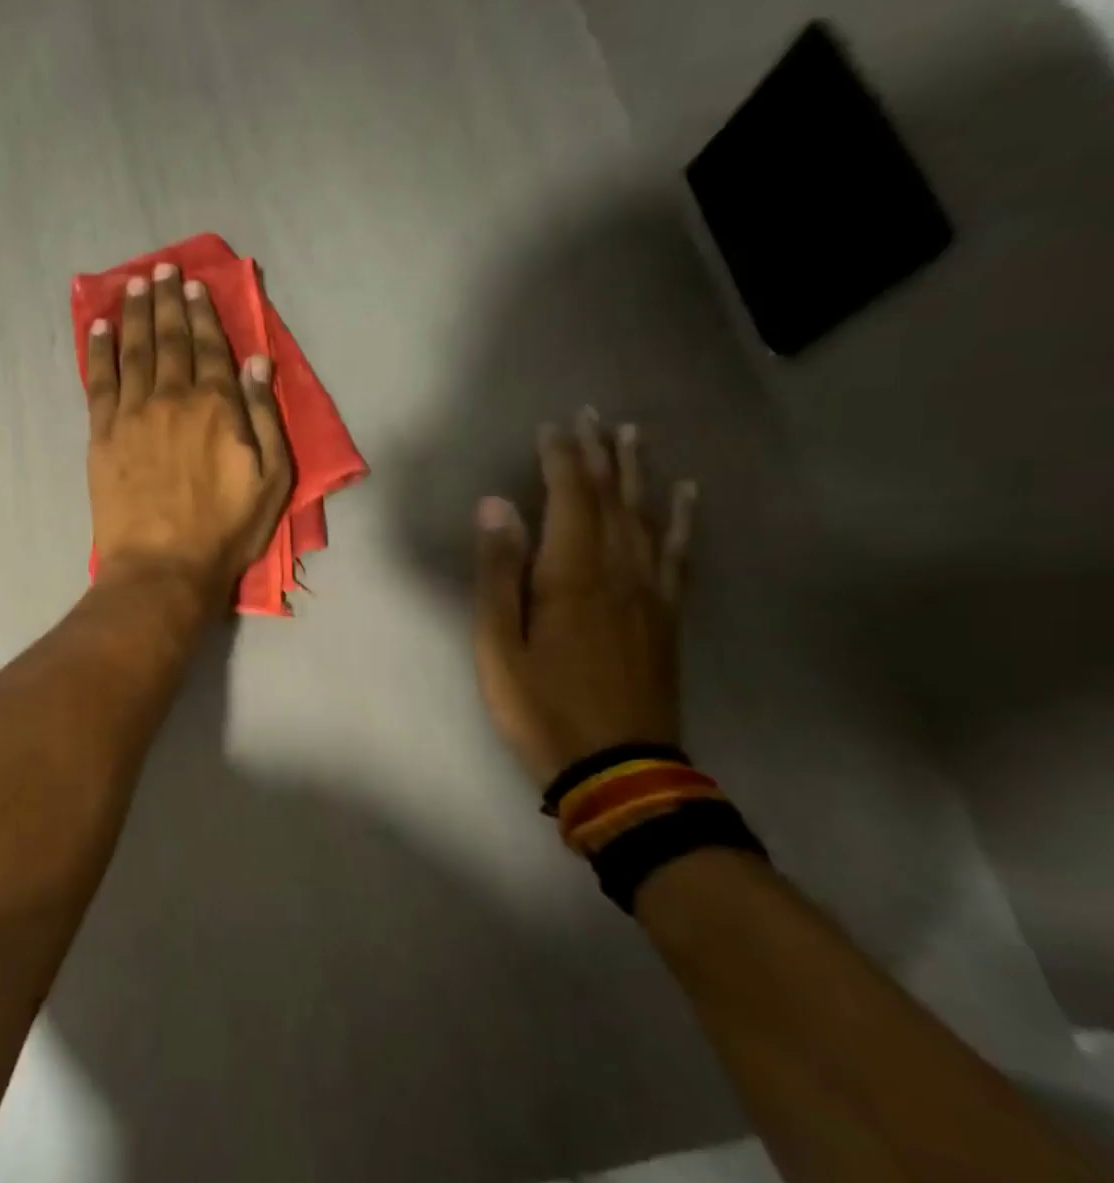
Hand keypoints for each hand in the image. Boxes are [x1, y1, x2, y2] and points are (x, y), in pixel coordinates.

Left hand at [85, 262, 292, 601]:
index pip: (211, 348)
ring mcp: (133, 414)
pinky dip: (99, 351)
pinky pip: (99, 381)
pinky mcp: (103, 434)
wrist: (162, 566)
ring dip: (135, 314)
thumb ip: (265, 416)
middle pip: (170, 340)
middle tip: (161, 270)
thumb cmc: (225, 530)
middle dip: (167, 302)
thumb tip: (258, 361)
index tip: (194, 285)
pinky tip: (100, 328)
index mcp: (218, 407)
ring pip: (134, 351)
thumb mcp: (272, 479)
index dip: (203, 313)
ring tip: (134, 284)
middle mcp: (173, 397)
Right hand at [471, 409, 697, 787]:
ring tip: (634, 435)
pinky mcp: (667, 616)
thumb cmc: (542, 706)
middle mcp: (619, 571)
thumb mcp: (499, 645)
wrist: (617, 768)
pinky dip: (682, 519)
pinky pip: (679, 555)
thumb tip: (496, 507)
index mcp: (572, 575)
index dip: (561, 458)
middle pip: (611, 498)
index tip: (553, 426)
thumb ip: (497, 574)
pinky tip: (686, 496)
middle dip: (600, 453)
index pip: (569, 498)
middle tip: (593, 415)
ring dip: (639, 473)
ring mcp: (650, 593)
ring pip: (647, 517)